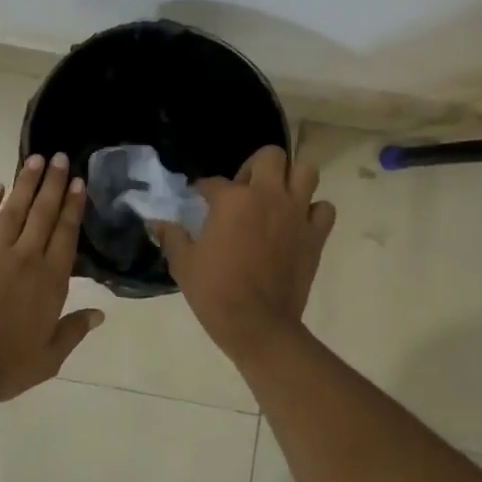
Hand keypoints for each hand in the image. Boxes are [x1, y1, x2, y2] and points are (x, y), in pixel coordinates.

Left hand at [0, 152, 104, 411]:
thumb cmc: (5, 366)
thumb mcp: (50, 357)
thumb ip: (74, 330)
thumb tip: (100, 314)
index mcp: (51, 281)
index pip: (66, 234)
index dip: (74, 207)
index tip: (80, 182)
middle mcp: (26, 259)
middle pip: (43, 214)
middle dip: (54, 184)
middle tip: (61, 157)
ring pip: (13, 211)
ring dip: (25, 184)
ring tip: (35, 160)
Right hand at [154, 146, 335, 363]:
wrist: (257, 324)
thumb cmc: (215, 291)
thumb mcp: (183, 263)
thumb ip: (171, 236)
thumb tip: (157, 223)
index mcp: (232, 200)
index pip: (213, 182)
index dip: (202, 189)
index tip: (198, 198)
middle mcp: (268, 196)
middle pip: (271, 157)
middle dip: (256, 166)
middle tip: (245, 189)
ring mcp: (296, 214)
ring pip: (306, 172)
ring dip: (291, 180)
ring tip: (277, 198)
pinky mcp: (316, 235)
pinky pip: (324, 209)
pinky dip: (313, 211)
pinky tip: (298, 223)